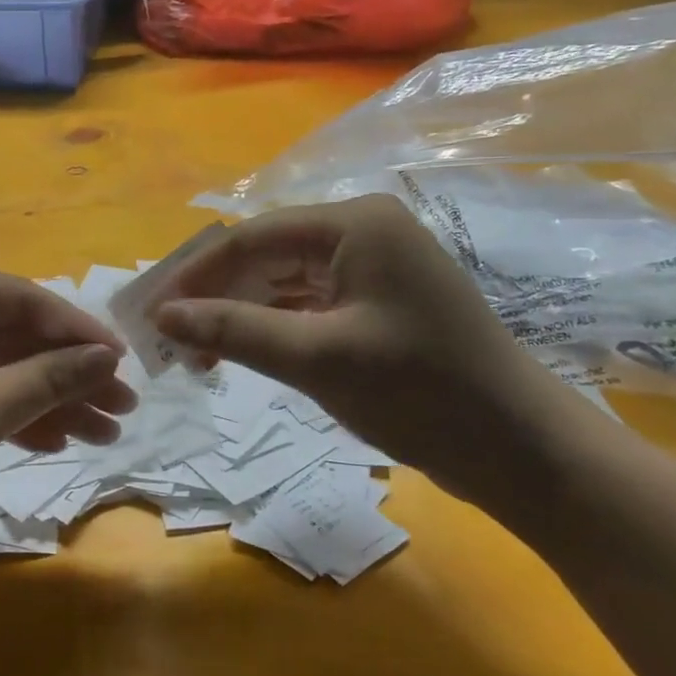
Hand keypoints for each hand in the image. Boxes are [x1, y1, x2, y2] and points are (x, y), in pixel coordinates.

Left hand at [0, 269, 136, 589]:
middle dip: (66, 371)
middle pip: (8, 334)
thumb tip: (107, 356)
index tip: (122, 359)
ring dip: (48, 398)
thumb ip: (43, 380)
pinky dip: (13, 415)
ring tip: (107, 431)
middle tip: (124, 405)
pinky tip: (58, 439)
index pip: (13, 297)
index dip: (72, 327)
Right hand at [151, 195, 597, 513]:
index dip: (196, 274)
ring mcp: (371, 267)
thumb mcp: (316, 359)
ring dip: (239, 316)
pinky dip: (271, 328)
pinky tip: (240, 354)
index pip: (251, 237)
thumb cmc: (422, 392)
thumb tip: (161, 316)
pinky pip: (307, 304)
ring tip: (197, 356)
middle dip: (216, 297)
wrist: (524, 452)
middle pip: (265, 256)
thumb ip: (233, 331)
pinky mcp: (376, 301)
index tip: (152, 311)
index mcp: (354, 223)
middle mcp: (362, 231)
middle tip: (170, 339)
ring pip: (282, 282)